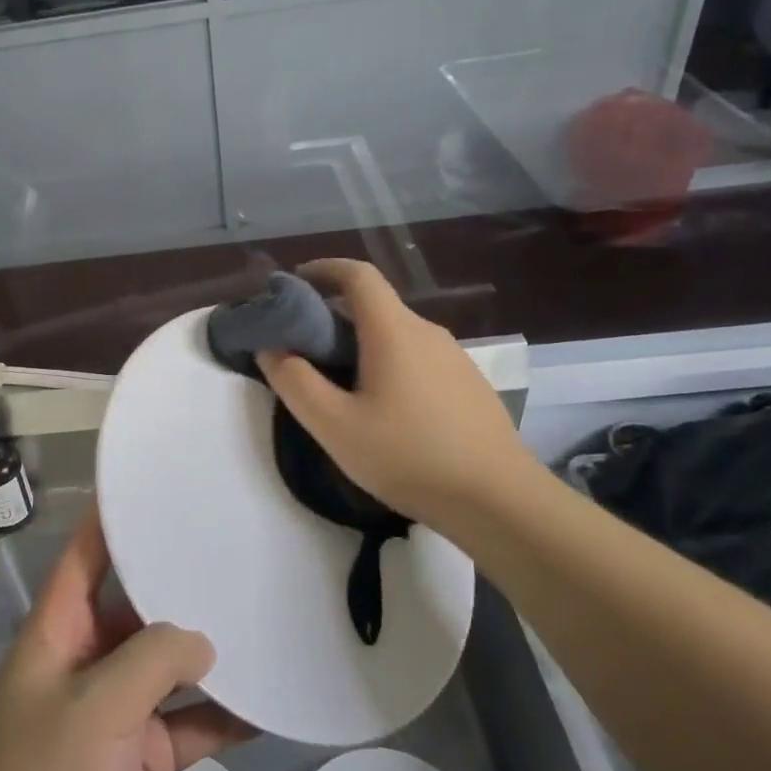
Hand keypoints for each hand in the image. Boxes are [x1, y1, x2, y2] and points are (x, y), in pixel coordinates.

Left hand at [0, 508, 249, 770]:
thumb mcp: (95, 705)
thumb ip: (152, 661)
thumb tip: (205, 640)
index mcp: (63, 627)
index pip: (88, 555)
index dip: (113, 518)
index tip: (156, 486)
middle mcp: (94, 654)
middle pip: (142, 604)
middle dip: (181, 581)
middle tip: (237, 548)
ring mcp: (124, 704)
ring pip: (174, 662)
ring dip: (211, 649)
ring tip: (263, 612)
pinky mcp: (148, 751)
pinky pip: (194, 719)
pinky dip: (226, 712)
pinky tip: (267, 697)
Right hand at [256, 258, 543, 530]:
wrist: (499, 501)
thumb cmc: (408, 456)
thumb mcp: (334, 425)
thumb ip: (295, 382)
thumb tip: (271, 348)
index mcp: (394, 331)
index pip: (358, 275)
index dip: (324, 269)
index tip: (295, 283)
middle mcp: (427, 332)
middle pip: (375, 306)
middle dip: (333, 316)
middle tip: (303, 351)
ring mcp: (454, 358)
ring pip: (396, 335)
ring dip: (361, 345)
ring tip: (338, 386)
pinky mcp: (468, 384)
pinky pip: (417, 358)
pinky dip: (388, 364)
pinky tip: (382, 410)